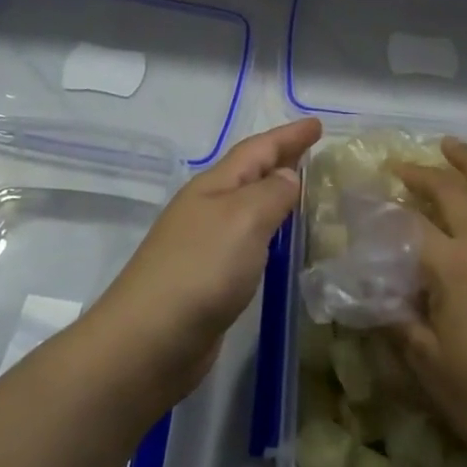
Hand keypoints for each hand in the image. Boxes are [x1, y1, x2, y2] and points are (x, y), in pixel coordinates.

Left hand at [88, 118, 322, 407]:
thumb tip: (287, 176)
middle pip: (249, 173)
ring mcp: (203, 244)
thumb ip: (271, 193)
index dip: (288, 136)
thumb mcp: (244, 219)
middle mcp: (207, 208)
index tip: (318, 123)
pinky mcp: (207, 279)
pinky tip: (278, 243)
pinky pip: (246, 240)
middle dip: (281, 159)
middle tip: (313, 151)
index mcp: (214, 186)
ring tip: (303, 191)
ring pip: (247, 206)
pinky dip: (267, 231)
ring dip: (274, 194)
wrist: (148, 343)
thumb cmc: (200, 269)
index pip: (258, 149)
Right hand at [392, 139, 466, 466]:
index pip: (411, 224)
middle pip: (452, 191)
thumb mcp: (427, 366)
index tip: (363, 197)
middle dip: (422, 174)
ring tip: (452, 145)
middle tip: (399, 166)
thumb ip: (397, 322)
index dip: (383, 209)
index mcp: (455, 267)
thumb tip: (371, 294)